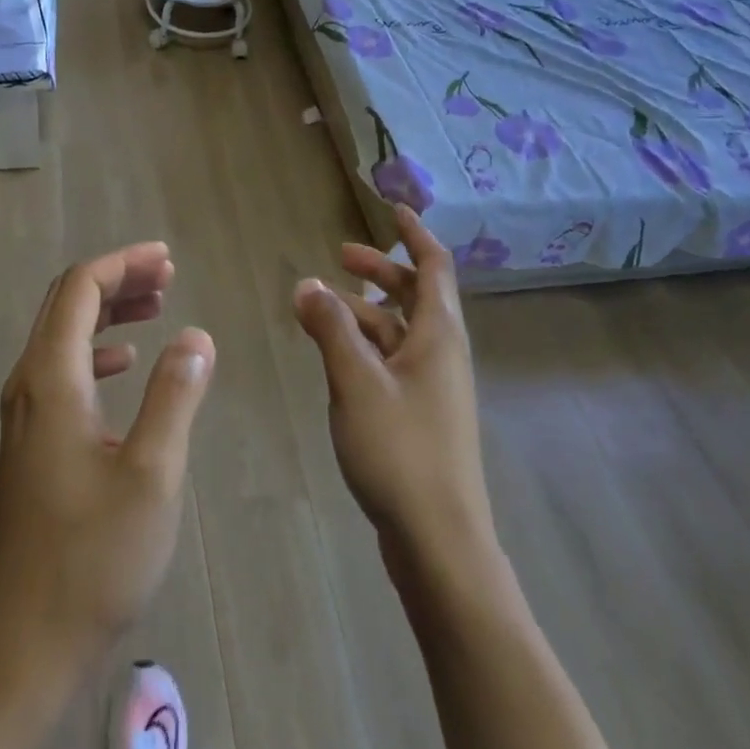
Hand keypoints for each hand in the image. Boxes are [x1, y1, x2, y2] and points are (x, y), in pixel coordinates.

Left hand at [0, 243, 214, 686]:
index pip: (78, 289)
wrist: (27, 642)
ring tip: (157, 307)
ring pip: (63, 336)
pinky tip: (125, 363)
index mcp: (51, 381)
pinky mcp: (31, 442)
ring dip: (108, 312)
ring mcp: (24, 416)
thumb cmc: (94, 558)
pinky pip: (62, 370)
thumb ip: (175, 395)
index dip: (122, 264)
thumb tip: (196, 336)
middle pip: (66, 304)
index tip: (167, 259)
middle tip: (168, 275)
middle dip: (117, 280)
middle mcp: (28, 386)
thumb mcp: (151, 474)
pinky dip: (97, 350)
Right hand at [293, 208, 495, 583]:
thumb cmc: (400, 450)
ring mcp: (434, 387)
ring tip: (321, 308)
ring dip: (365, 311)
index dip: (414, 233)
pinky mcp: (421, 415)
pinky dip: (366, 346)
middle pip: (416, 294)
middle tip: (340, 257)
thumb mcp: (355, 380)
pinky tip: (335, 357)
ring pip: (400, 330)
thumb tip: (307, 283)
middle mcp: (443, 353)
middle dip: (380, 270)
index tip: (391, 208)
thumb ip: (330, 327)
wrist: (439, 540)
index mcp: (438, 335)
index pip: (434, 265)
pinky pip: (393, 361)